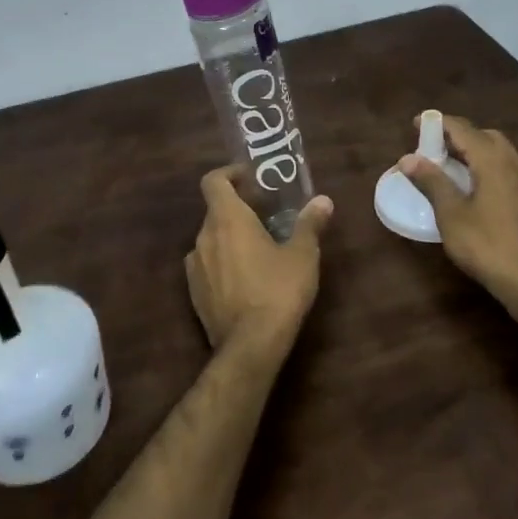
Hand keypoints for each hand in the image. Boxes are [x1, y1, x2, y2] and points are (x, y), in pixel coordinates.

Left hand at [184, 169, 333, 363]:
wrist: (250, 345)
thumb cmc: (278, 291)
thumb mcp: (303, 255)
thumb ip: (310, 224)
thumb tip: (323, 201)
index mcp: (227, 219)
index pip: (214, 181)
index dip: (229, 174)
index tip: (250, 178)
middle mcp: (204, 236)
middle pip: (215, 211)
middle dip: (238, 209)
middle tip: (265, 215)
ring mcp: (194, 266)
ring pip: (211, 239)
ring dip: (230, 237)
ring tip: (258, 249)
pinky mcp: (194, 292)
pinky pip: (207, 265)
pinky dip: (222, 262)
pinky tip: (245, 279)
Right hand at [399, 114, 517, 341]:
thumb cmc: (486, 245)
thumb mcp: (451, 213)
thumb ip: (431, 181)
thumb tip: (408, 158)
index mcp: (493, 161)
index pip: (464, 130)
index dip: (439, 123)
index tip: (416, 124)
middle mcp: (514, 163)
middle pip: (485, 136)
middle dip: (458, 134)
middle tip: (432, 145)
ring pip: (498, 151)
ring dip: (473, 149)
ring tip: (448, 163)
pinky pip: (505, 167)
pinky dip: (485, 164)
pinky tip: (472, 184)